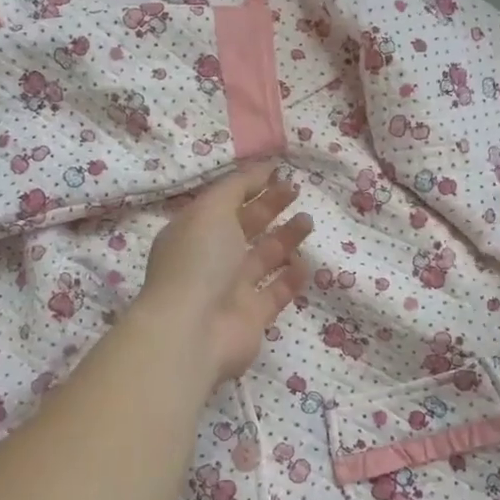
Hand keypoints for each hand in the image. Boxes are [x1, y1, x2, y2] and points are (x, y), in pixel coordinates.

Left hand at [136, 163, 311, 386]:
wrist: (192, 332)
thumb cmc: (198, 261)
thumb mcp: (212, 209)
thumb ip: (238, 186)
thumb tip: (263, 168)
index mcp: (194, 231)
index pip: (224, 202)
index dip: (249, 186)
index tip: (278, 172)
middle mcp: (210, 258)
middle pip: (245, 227)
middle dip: (270, 207)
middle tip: (296, 191)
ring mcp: (231, 289)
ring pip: (263, 257)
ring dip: (285, 238)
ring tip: (308, 221)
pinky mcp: (252, 316)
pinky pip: (276, 291)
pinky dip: (291, 277)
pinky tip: (305, 262)